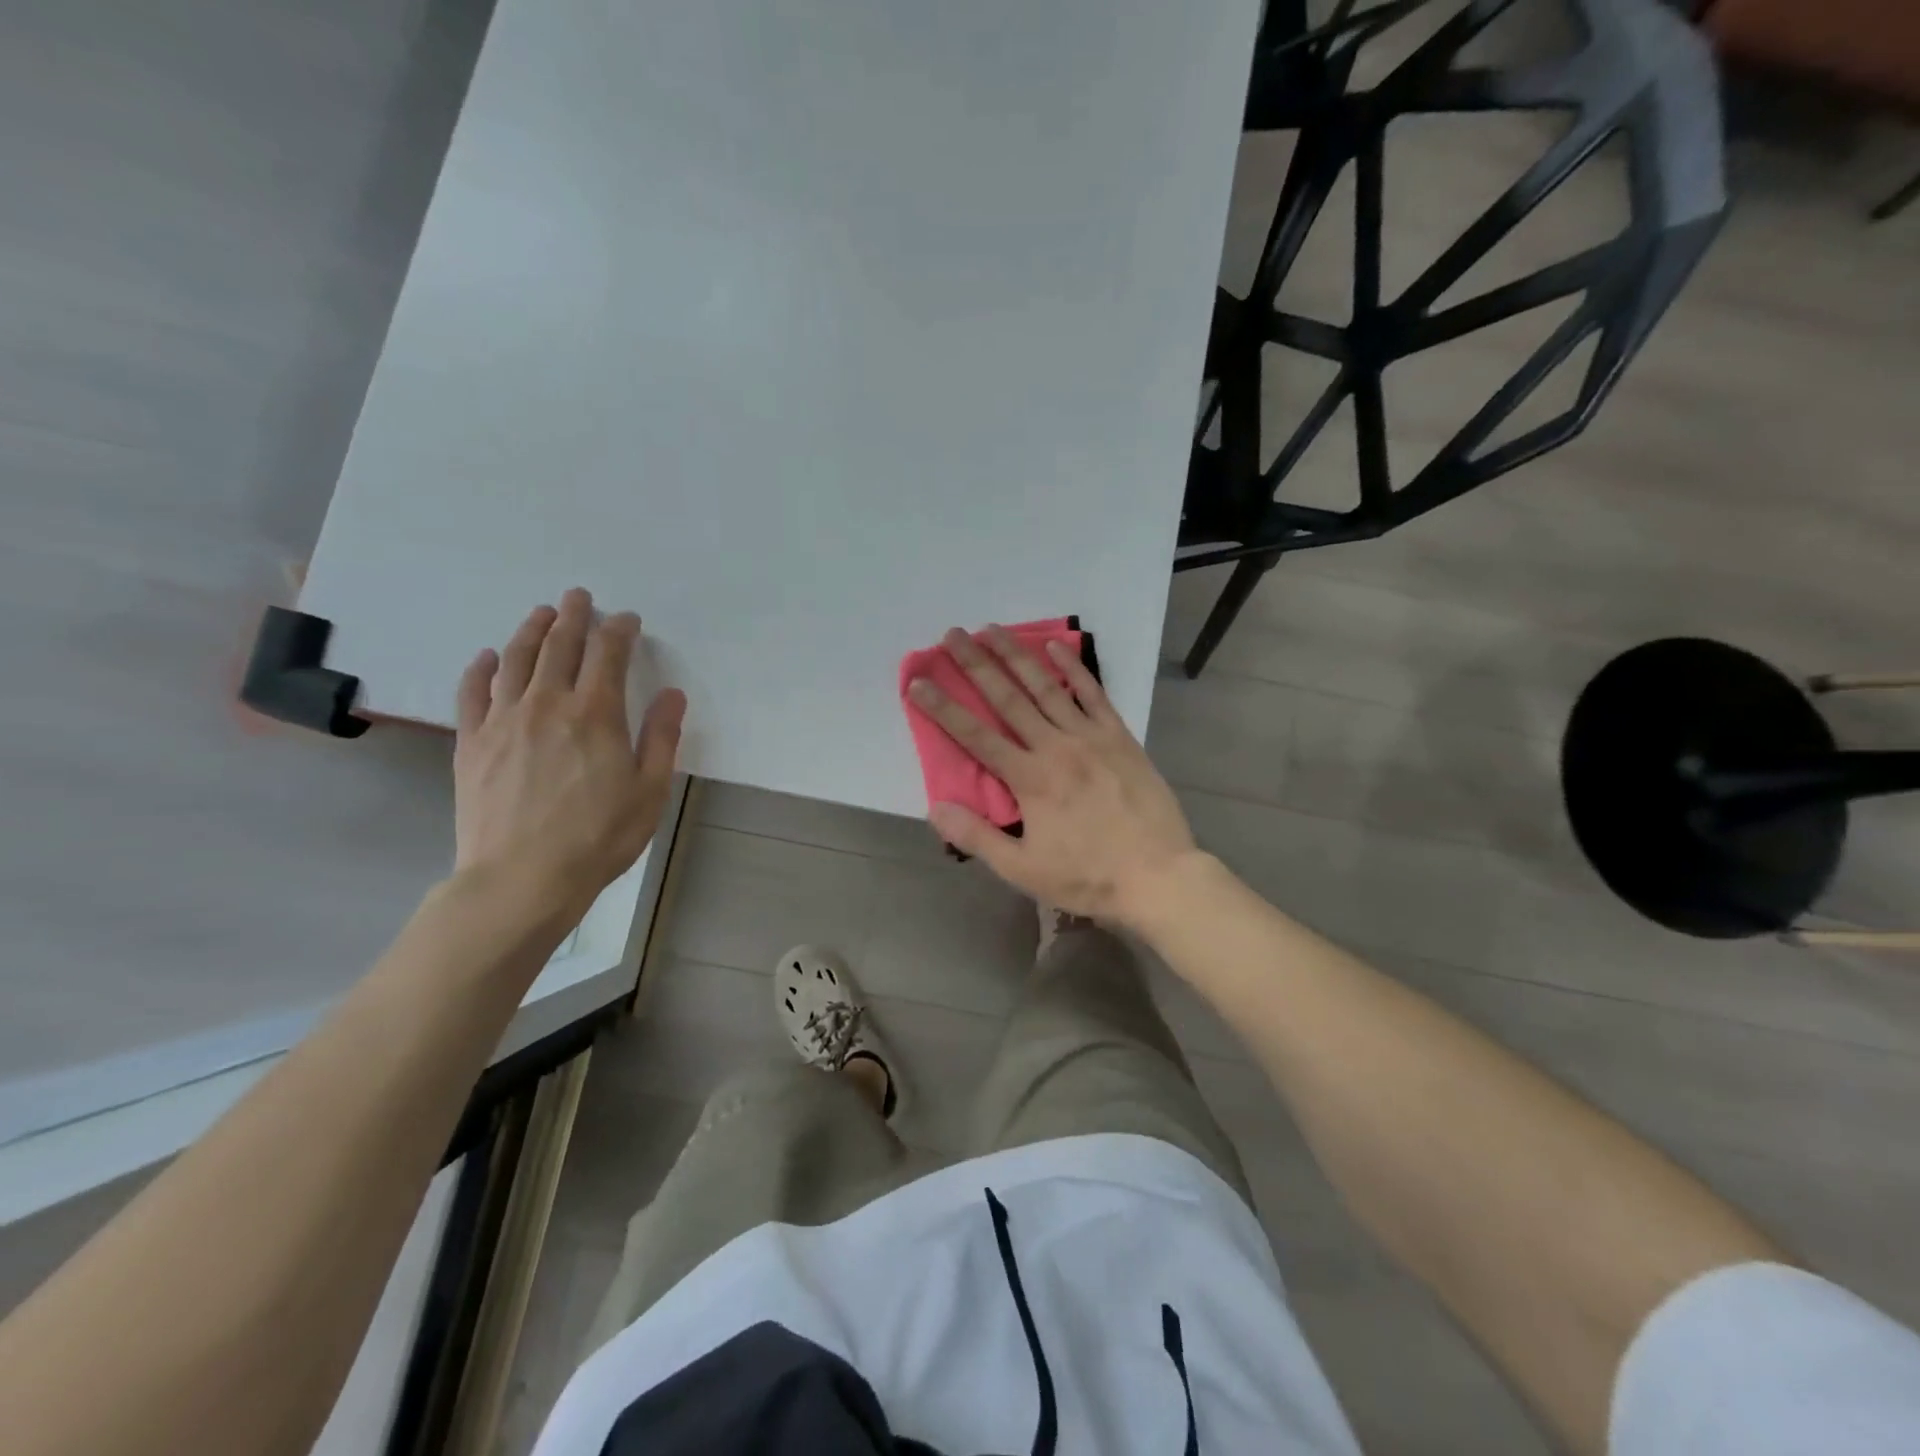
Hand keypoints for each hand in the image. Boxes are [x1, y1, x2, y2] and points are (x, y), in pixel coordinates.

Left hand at [453, 589, 685, 918]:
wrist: (522, 878)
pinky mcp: (472, 743)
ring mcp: (503, 720)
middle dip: (573, 616)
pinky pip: (473, 693)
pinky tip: (488, 658)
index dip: (619, 630)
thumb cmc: (599, 837)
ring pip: (516, 660)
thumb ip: (661, 737)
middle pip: (560, 646)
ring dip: (531, 630)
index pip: (608, 654)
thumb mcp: (649, 791)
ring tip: (541, 613)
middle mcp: (547, 704)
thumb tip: (673, 693)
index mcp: (596, 713)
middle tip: (579, 596)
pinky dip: (482, 669)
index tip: (627, 619)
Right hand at [908, 626, 1198, 926]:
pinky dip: (1074, 668)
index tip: (918, 683)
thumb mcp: (1023, 870)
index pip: (975, 736)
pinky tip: (1057, 646)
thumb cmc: (1087, 876)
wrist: (1158, 875)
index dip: (943, 708)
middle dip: (976, 664)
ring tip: (992, 629)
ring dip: (1017, 655)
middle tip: (952, 635)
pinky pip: (1093, 694)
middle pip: (1008, 698)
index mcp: (1029, 780)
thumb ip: (976, 837)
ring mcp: (1090, 737)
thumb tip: (935, 807)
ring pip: (1046, 687)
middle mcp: (1055, 747)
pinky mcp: (1120, 736)